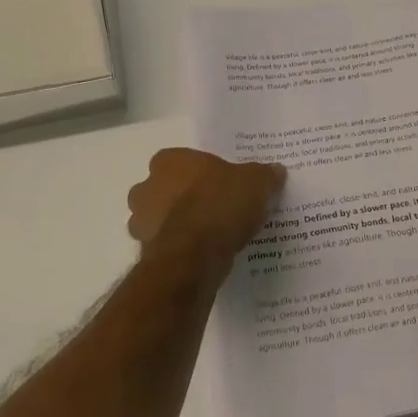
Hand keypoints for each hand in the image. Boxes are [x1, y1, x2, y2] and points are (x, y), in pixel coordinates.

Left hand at [127, 149, 285, 272]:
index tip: (220, 184)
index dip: (201, 173)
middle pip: (165, 188)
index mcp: (169, 160)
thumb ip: (264, 175)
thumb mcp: (255, 183)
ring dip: (177, 225)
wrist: (194, 255)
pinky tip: (202, 255)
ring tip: (209, 236)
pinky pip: (165, 246)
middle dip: (183, 198)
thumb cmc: (220, 204)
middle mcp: (147, 186)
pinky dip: (179, 250)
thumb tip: (276, 170)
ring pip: (160, 219)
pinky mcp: (145, 252)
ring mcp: (141, 221)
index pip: (182, 160)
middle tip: (214, 209)